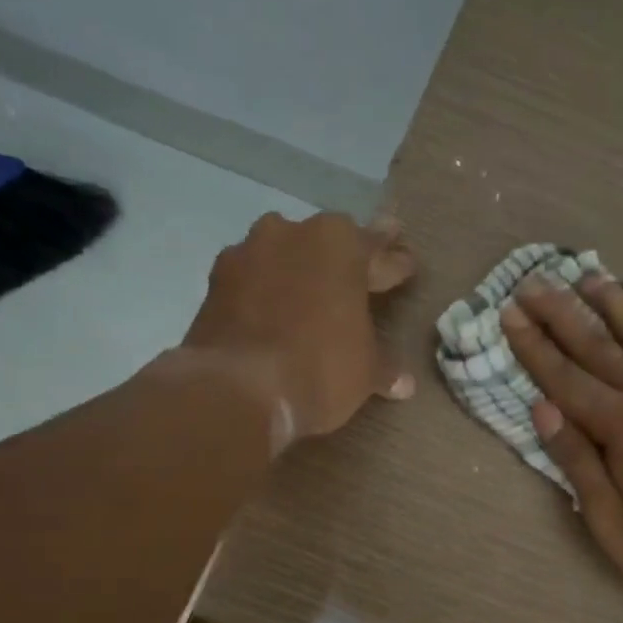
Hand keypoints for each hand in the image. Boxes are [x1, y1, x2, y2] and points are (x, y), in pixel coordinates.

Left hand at [183, 211, 415, 444]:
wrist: (236, 389)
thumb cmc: (319, 368)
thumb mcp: (365, 372)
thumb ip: (384, 367)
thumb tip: (404, 383)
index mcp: (341, 245)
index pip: (380, 252)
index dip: (396, 264)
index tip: (406, 265)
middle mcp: (294, 234)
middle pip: (330, 241)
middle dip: (349, 256)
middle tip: (366, 266)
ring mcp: (248, 253)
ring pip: (285, 252)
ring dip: (300, 267)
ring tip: (312, 288)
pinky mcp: (215, 280)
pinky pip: (253, 278)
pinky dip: (265, 290)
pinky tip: (272, 308)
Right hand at [502, 274, 622, 608]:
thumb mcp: (608, 520)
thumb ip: (576, 460)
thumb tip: (542, 408)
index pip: (566, 378)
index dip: (533, 346)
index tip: (509, 314)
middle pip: (600, 346)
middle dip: (561, 313)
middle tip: (533, 283)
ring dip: (613, 304)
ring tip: (587, 276)